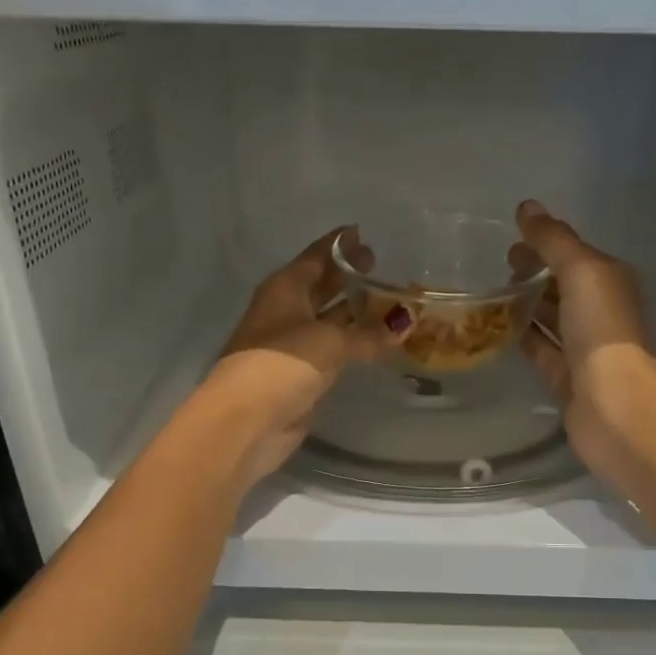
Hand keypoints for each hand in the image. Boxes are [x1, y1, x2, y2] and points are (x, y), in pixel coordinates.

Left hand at [203, 227, 407, 484]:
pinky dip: (354, 345)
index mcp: (286, 287)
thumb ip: (369, 332)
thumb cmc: (283, 363)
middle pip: (322, 286)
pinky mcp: (302, 375)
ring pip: (330, 320)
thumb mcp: (330, 341)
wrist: (249, 419)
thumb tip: (406, 320)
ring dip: (356, 313)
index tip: (366, 234)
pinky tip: (378, 343)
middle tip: (384, 268)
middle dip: (349, 277)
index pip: (317, 256)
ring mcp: (293, 345)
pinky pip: (334, 351)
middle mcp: (287, 310)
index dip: (341, 245)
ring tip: (392, 304)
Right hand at [507, 199, 655, 476]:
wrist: (611, 402)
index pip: (574, 255)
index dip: (545, 245)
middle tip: (498, 268)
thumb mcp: (580, 270)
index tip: (510, 242)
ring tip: (491, 295)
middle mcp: (600, 312)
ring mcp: (584, 348)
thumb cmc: (601, 329)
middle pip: (563, 286)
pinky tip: (499, 329)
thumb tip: (527, 207)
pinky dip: (524, 337)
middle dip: (534, 274)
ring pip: (551, 319)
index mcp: (610, 282)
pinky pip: (541, 350)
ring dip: (527, 305)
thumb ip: (553, 240)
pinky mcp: (566, 377)